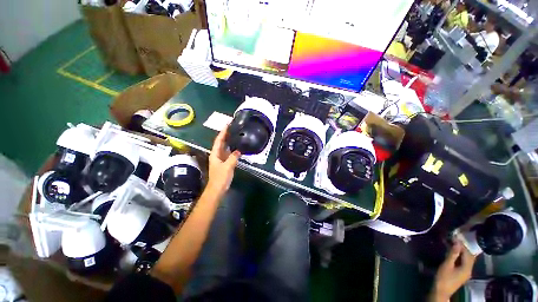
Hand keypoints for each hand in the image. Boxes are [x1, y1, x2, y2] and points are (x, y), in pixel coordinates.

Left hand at [207, 126, 240, 193]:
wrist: (217, 189)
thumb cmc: (220, 178)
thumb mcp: (227, 166)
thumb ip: (233, 158)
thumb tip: (239, 151)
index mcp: (215, 154)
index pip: (219, 140)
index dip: (223, 132)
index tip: (227, 125)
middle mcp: (217, 155)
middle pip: (221, 142)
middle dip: (226, 135)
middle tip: (233, 128)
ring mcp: (221, 159)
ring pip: (225, 147)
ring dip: (229, 141)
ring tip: (235, 135)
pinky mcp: (224, 163)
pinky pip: (229, 153)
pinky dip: (232, 149)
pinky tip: (237, 147)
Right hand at [429, 240, 476, 301]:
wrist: (441, 291)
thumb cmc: (444, 278)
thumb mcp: (447, 265)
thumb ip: (453, 254)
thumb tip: (457, 243)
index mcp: (467, 268)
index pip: (468, 253)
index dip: (462, 245)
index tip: (455, 237)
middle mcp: (469, 269)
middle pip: (469, 256)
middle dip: (464, 247)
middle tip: (455, 239)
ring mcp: (466, 272)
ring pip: (467, 259)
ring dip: (462, 251)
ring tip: (454, 244)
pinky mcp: (462, 273)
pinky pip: (464, 262)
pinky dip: (461, 256)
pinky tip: (455, 253)